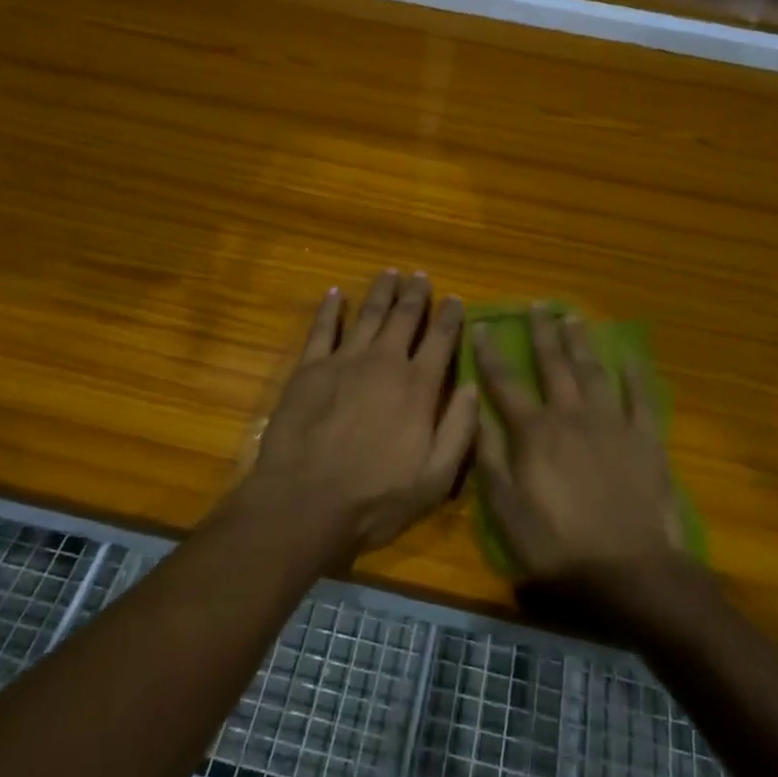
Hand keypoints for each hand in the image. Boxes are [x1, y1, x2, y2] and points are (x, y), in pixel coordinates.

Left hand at [241, 272, 476, 562]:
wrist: (304, 503)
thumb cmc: (375, 499)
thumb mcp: (435, 478)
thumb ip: (459, 429)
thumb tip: (473, 387)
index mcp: (418, 387)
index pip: (441, 340)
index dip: (450, 316)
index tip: (455, 298)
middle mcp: (384, 363)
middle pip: (404, 317)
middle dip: (416, 294)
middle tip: (421, 276)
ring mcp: (344, 361)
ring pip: (368, 315)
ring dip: (381, 292)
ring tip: (390, 273)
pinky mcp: (309, 369)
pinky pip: (322, 329)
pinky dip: (330, 308)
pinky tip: (336, 293)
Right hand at [472, 307, 684, 586]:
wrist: (629, 571)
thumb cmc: (558, 547)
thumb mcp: (507, 511)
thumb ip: (490, 459)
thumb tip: (475, 414)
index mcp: (534, 432)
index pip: (505, 383)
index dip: (490, 354)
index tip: (481, 326)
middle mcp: (571, 416)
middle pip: (553, 365)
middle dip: (542, 333)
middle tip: (537, 306)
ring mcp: (611, 423)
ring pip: (592, 371)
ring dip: (580, 343)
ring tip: (572, 318)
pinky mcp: (644, 438)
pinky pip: (639, 397)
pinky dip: (634, 374)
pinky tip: (629, 355)